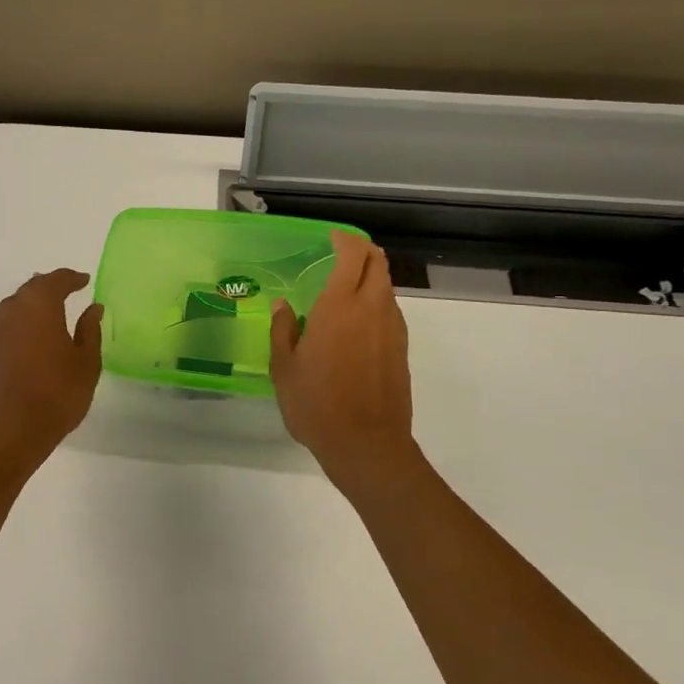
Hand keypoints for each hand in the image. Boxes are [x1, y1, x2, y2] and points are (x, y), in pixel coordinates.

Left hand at [0, 269, 103, 461]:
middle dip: (47, 291)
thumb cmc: (56, 396)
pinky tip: (20, 348)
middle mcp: (9, 310)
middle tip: (64, 296)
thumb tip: (92, 308)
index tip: (84, 281)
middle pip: (29, 291)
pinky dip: (11, 331)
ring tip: (42, 325)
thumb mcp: (86, 364)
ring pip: (10, 310)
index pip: (56, 280)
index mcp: (39, 307)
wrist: (7, 434)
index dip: (71, 278)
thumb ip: (89, 331)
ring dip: (27, 312)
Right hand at [270, 230, 418, 490]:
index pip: (352, 255)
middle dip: (362, 251)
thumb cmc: (316, 404)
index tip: (330, 238)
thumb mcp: (283, 368)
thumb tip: (283, 306)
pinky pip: (390, 310)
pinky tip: (356, 321)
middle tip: (340, 253)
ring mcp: (392, 329)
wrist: (367, 445)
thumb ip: (283, 330)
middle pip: (377, 263)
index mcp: (339, 306)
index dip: (344, 240)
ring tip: (345, 288)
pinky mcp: (401, 349)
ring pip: (386, 286)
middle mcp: (371, 309)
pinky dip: (376, 301)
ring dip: (370, 276)